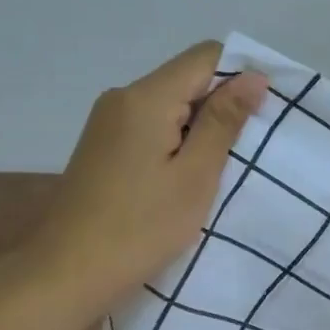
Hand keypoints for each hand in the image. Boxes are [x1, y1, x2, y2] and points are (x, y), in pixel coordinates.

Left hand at [40, 41, 267, 308]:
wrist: (67, 273)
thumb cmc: (141, 227)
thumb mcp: (195, 176)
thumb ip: (224, 122)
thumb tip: (253, 76)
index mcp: (146, 98)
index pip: (205, 56)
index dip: (241, 75)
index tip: (263, 115)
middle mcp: (122, 97)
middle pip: (186, 78)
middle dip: (222, 105)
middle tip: (247, 150)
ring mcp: (107, 122)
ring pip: (170, 104)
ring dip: (200, 127)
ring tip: (219, 168)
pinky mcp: (103, 146)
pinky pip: (151, 125)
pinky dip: (176, 141)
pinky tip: (184, 177)